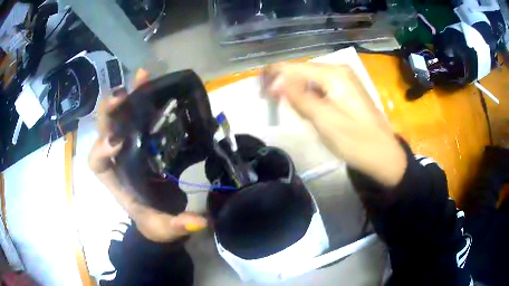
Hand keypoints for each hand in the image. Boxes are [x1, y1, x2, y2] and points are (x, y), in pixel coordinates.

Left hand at [88, 69, 206, 242]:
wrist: (162, 216)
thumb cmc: (155, 222)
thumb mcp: (163, 228)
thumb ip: (177, 226)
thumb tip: (199, 221)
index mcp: (115, 180)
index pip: (97, 163)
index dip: (102, 150)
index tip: (119, 142)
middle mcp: (117, 158)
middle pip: (104, 131)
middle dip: (110, 113)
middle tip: (122, 96)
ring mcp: (130, 145)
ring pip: (120, 117)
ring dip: (127, 97)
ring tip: (141, 77)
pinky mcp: (145, 139)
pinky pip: (140, 116)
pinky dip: (144, 98)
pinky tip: (151, 82)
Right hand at [262, 62, 405, 186]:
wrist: (383, 154)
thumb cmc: (355, 140)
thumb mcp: (324, 120)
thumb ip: (299, 98)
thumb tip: (275, 82)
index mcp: (333, 74)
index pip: (293, 67)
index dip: (274, 78)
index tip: (263, 97)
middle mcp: (338, 69)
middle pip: (300, 70)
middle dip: (283, 84)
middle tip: (271, 103)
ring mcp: (343, 78)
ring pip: (308, 79)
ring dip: (294, 91)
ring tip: (285, 107)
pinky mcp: (345, 89)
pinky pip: (319, 87)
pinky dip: (308, 96)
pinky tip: (305, 107)